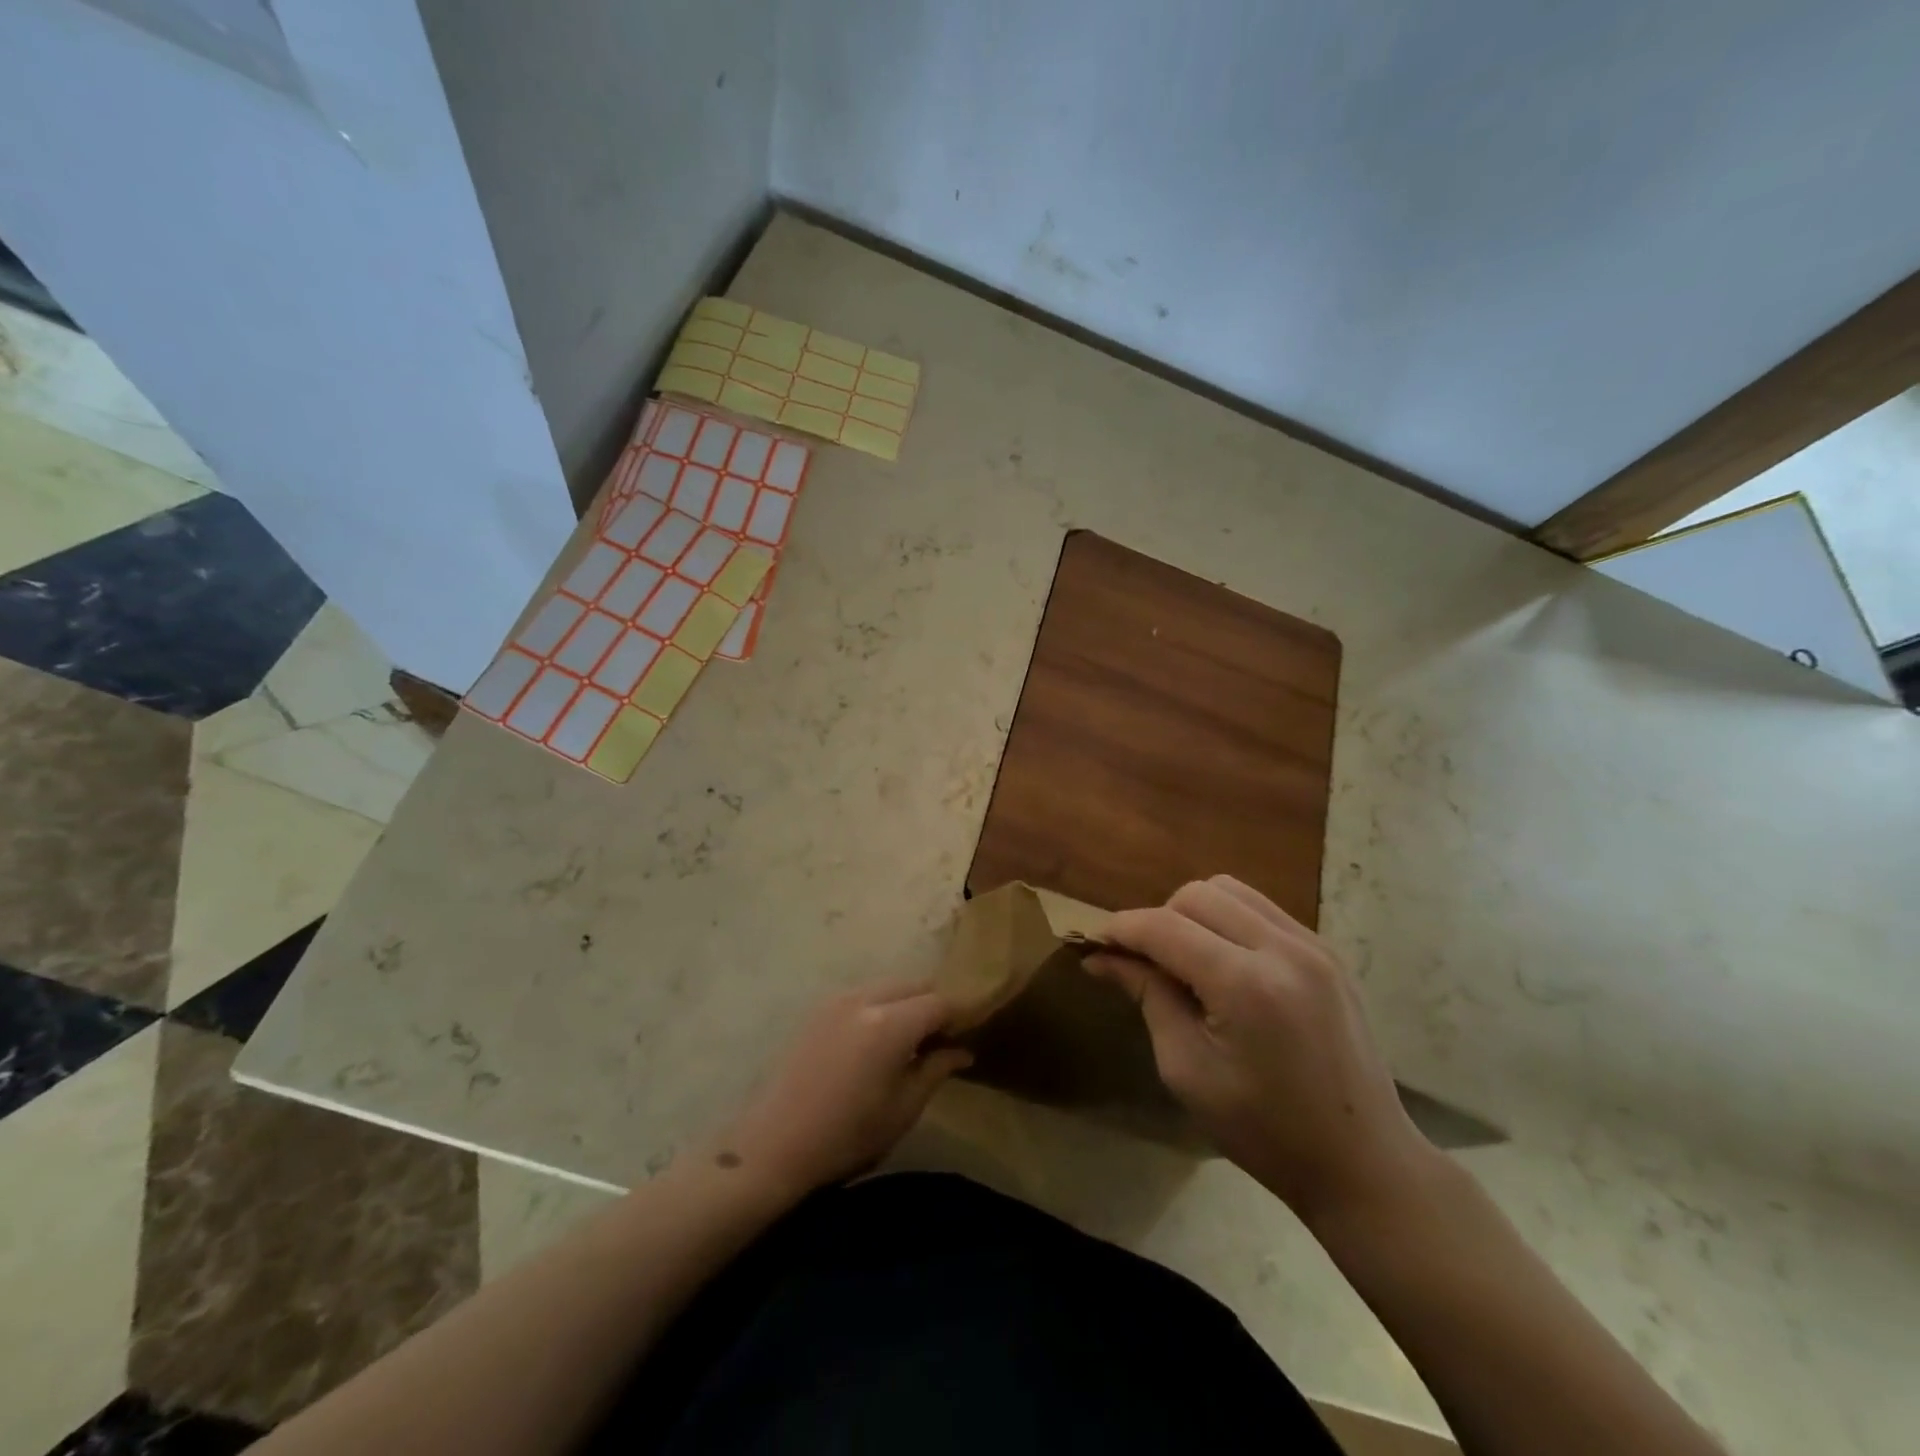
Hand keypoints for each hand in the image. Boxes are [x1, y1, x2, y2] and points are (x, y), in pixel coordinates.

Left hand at [716, 980, 971, 1197]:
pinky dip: (881, 1007)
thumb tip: (962, 1051)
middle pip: (914, 985)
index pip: (940, 1002)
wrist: (774, 1145)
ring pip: (888, 986)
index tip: (968, 1036)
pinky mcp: (818, 1009)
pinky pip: (863, 995)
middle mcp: (865, 998)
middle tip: (941, 1040)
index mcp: (891, 1023)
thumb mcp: (903, 1109)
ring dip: (906, 1004)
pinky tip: (878, 1041)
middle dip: (933, 1005)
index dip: (959, 1016)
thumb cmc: (847, 1135)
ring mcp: (837, 999)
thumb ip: (936, 1070)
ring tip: (910, 1042)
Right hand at [1086, 876, 1433, 1225]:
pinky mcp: (1327, 952)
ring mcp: (1312, 944)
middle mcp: (1283, 948)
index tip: (1094, 944)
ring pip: (1229, 890)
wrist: (1363, 1162)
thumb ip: (1148, 997)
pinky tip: (1224, 963)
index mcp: (1245, 984)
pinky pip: (1261, 909)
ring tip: (1185, 959)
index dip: (1121, 929)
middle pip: (1196, 894)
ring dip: (1193, 913)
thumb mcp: (1187, 1070)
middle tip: (1144, 963)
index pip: (1164, 927)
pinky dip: (1228, 921)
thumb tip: (1103, 958)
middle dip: (1157, 919)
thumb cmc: (1265, 1131)